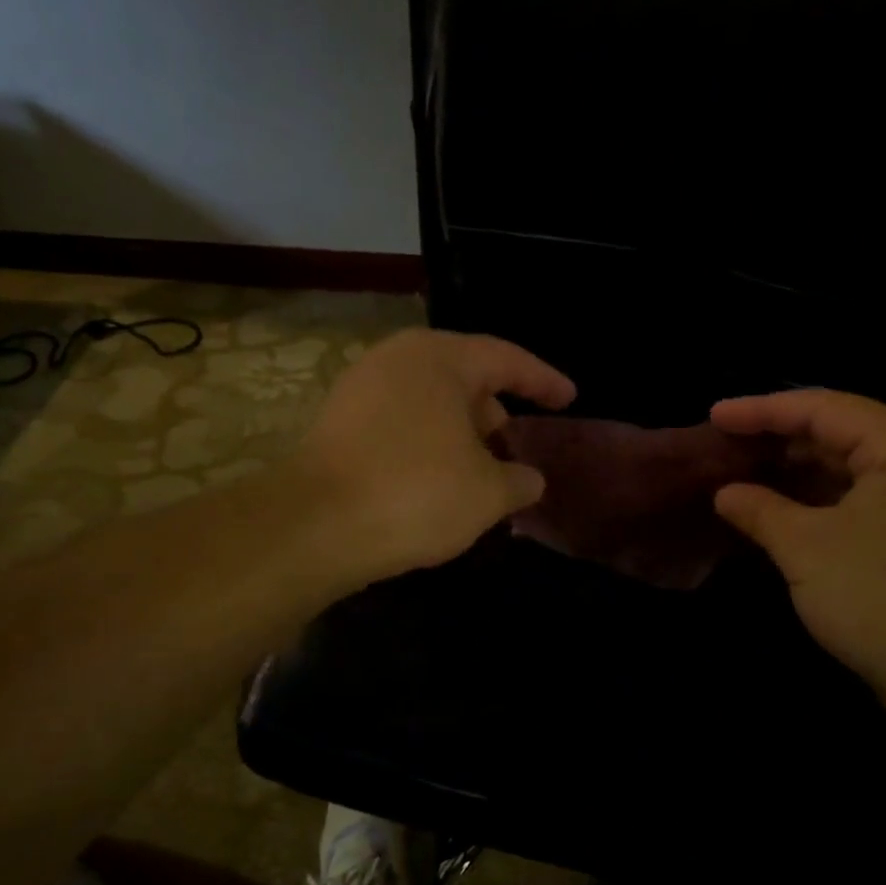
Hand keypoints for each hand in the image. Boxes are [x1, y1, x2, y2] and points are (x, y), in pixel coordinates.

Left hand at [297, 329, 575, 580]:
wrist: (316, 525)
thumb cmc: (417, 493)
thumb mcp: (487, 493)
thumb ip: (519, 480)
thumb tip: (529, 479)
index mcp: (439, 358)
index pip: (506, 359)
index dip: (543, 381)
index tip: (568, 399)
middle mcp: (396, 360)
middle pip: (463, 377)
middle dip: (495, 410)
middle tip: (517, 443)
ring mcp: (360, 390)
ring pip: (429, 403)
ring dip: (460, 433)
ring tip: (481, 470)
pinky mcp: (337, 425)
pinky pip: (400, 424)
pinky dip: (427, 444)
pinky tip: (438, 481)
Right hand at [709, 390, 885, 721]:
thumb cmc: (880, 598)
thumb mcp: (805, 548)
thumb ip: (760, 510)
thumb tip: (725, 492)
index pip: (823, 408)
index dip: (762, 409)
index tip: (713, 416)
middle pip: (840, 433)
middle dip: (779, 438)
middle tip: (725, 446)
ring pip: (849, 471)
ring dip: (796, 472)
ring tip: (744, 476)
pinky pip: (860, 502)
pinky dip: (818, 502)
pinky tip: (782, 513)